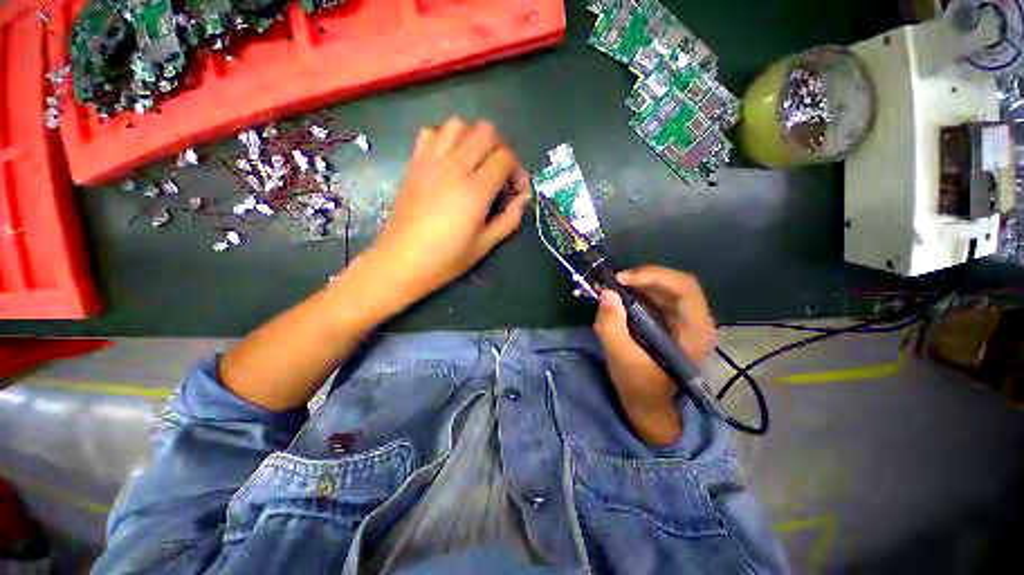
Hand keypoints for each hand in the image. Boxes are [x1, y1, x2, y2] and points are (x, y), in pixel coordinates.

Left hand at [364, 117, 530, 306]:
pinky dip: (445, 139)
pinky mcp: (414, 164)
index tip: (516, 191)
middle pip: (486, 131)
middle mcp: (453, 167)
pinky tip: (449, 161)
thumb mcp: (485, 245)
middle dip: (500, 149)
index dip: (518, 171)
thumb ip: (509, 219)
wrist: (400, 262)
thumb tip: (522, 198)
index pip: (505, 158)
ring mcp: (430, 162)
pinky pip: (431, 132)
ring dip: (474, 139)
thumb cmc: (446, 259)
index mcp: (474, 190)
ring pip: (458, 124)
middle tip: (499, 175)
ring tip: (475, 164)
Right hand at [593, 266, 717, 444]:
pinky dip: (639, 291)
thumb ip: (611, 326)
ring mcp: (686, 321)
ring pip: (667, 287)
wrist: (649, 406)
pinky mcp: (673, 322)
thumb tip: (606, 293)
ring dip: (641, 282)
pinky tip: (622, 295)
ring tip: (615, 286)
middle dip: (644, 277)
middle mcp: (697, 322)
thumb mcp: (621, 358)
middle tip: (616, 280)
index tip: (621, 279)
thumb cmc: (640, 386)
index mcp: (695, 332)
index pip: (684, 288)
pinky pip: (659, 297)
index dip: (653, 277)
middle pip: (677, 283)